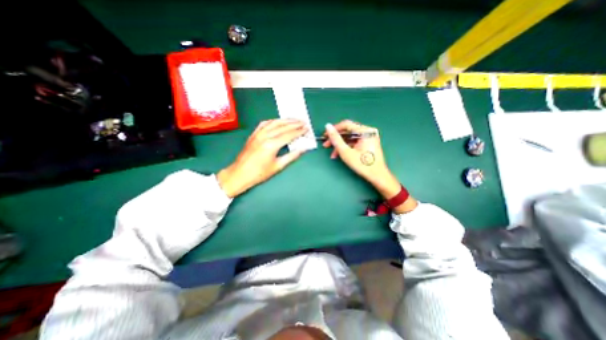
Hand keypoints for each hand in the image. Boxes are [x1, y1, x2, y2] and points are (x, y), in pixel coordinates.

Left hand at [217, 120, 307, 197]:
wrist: (239, 174)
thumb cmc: (259, 173)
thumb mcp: (278, 166)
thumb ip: (292, 156)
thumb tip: (303, 149)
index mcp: (272, 145)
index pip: (289, 134)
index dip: (299, 131)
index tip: (307, 129)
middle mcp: (265, 136)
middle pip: (283, 126)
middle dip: (295, 123)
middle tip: (304, 122)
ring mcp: (258, 134)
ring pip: (274, 122)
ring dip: (285, 120)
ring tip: (294, 119)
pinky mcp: (253, 134)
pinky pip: (264, 123)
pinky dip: (273, 121)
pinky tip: (278, 121)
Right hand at [327, 118, 416, 211]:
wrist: (377, 176)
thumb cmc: (362, 165)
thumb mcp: (346, 152)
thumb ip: (335, 138)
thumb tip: (327, 126)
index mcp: (365, 131)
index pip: (346, 125)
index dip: (334, 129)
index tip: (325, 136)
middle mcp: (368, 131)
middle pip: (348, 132)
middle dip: (336, 139)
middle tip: (326, 145)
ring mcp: (369, 137)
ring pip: (350, 138)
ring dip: (340, 145)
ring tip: (332, 154)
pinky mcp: (368, 143)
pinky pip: (354, 142)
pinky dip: (347, 147)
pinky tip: (340, 155)